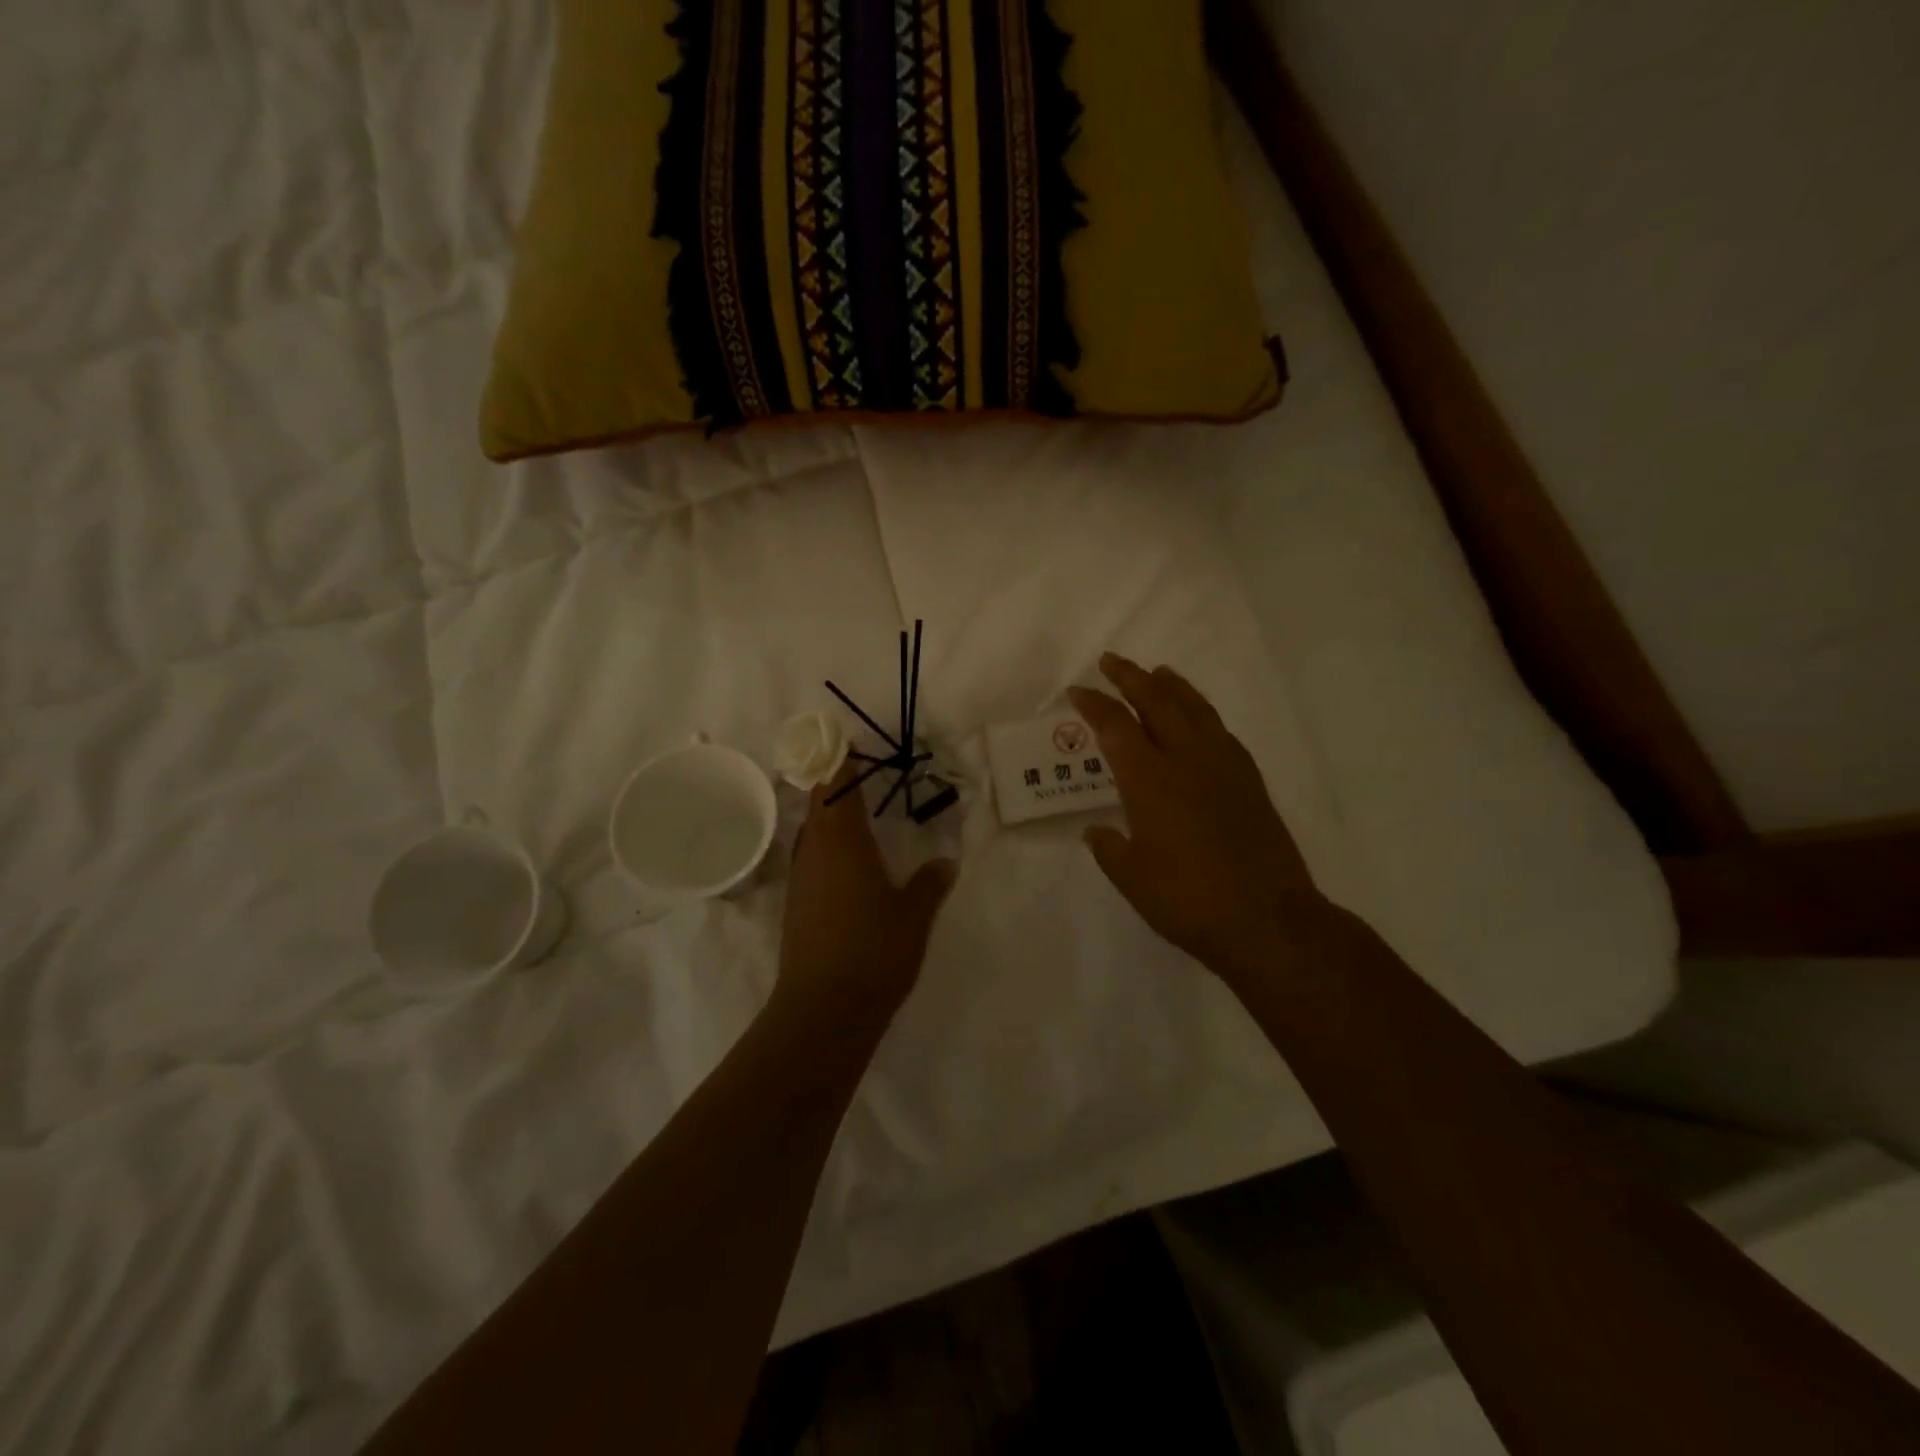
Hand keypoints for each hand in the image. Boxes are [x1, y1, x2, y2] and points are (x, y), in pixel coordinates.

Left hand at [778, 762, 958, 1022]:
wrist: (823, 1010)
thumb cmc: (874, 950)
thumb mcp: (915, 914)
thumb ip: (931, 883)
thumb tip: (946, 862)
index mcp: (843, 840)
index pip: (837, 784)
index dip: (842, 760)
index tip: (853, 743)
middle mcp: (815, 850)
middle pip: (819, 803)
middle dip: (838, 784)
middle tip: (866, 775)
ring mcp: (801, 878)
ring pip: (813, 832)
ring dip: (831, 817)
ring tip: (861, 815)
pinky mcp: (796, 905)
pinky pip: (811, 858)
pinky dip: (828, 847)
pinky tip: (849, 865)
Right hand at [1070, 654, 1331, 985]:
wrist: (1267, 919)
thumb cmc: (1188, 900)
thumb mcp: (1132, 879)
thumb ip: (1109, 848)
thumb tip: (1096, 831)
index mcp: (1149, 780)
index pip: (1114, 727)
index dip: (1093, 704)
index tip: (1076, 691)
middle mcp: (1185, 760)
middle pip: (1156, 703)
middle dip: (1130, 678)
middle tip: (1111, 661)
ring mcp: (1223, 766)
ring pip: (1194, 709)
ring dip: (1172, 687)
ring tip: (1159, 672)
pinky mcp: (1249, 780)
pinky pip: (1221, 731)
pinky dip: (1203, 714)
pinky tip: (1200, 719)